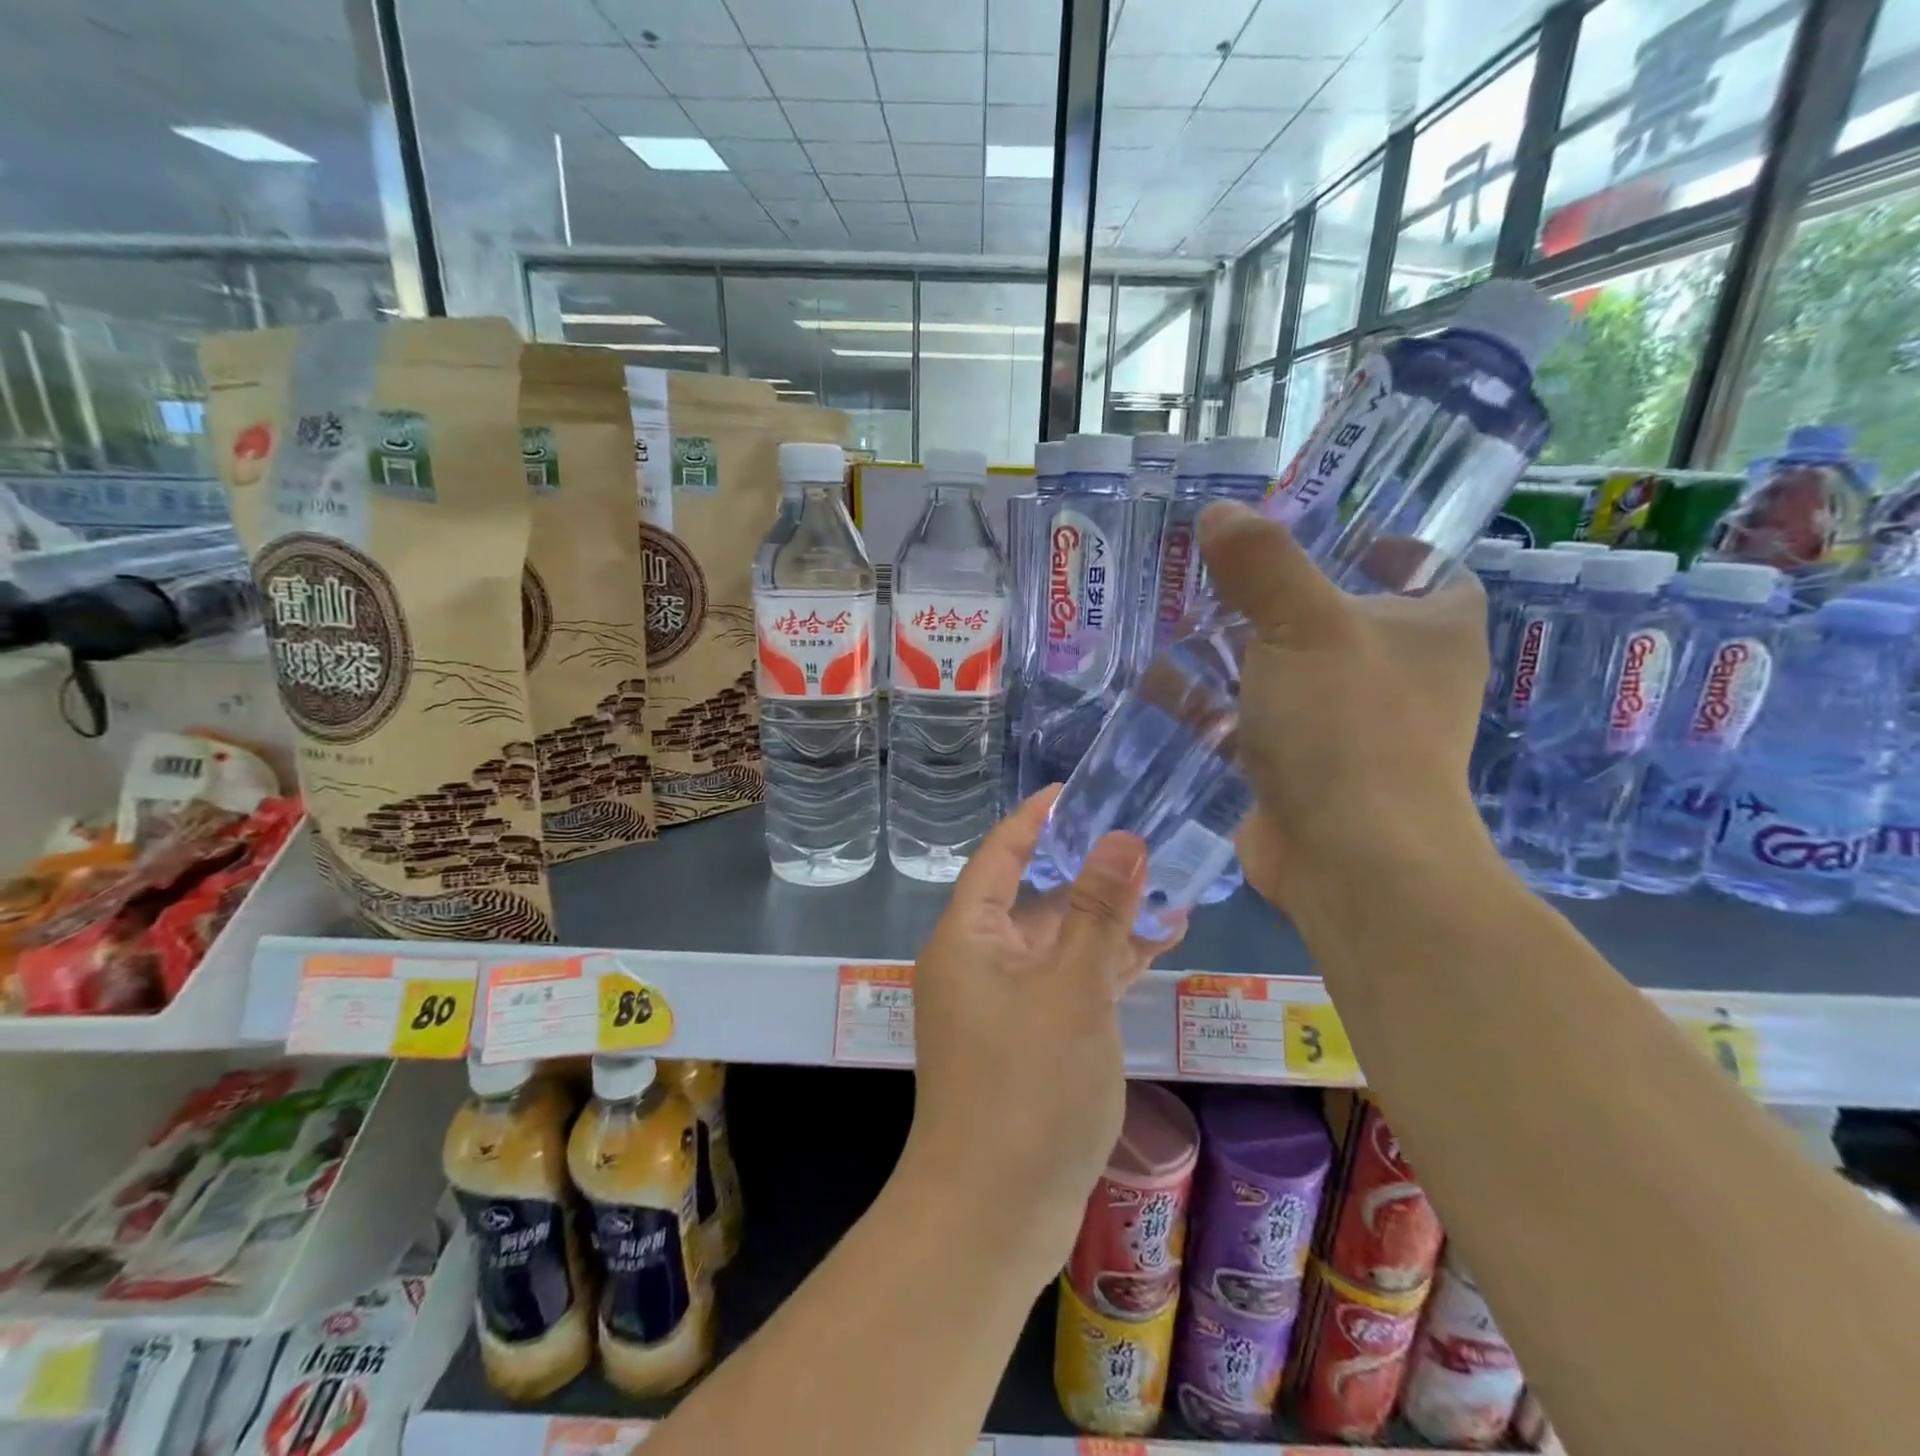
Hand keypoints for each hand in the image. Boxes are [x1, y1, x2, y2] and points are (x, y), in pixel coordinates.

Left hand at [901, 788, 1181, 1290]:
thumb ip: (1097, 911)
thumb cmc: (1028, 1087)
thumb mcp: (1072, 989)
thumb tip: (1122, 838)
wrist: (994, 1214)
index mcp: (969, 936)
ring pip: (1058, 942)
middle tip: (1144, 838)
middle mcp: (979, 961)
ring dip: (1106, 920)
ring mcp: (1003, 1003)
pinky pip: (1067, 982)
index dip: (1036, 819)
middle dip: (1087, 871)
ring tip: (1168, 887)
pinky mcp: (1028, 1039)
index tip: (1077, 790)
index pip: (1000, 855)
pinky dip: (1104, 965)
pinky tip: (1154, 946)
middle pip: (1034, 897)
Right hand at [1196, 501, 1494, 925]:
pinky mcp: (1298, 765)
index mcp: (1431, 628)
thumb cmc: (1349, 726)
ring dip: (1231, 646)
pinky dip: (1209, 700)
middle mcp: (1395, 673)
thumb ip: (1262, 563)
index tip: (1310, 526)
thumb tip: (1219, 513)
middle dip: (1272, 592)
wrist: (1350, 860)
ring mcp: (1345, 724)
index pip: (1418, 564)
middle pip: (1330, 613)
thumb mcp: (1303, 626)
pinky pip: (1248, 717)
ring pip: (1281, 667)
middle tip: (1213, 564)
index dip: (1372, 541)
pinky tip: (1158, 681)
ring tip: (1174, 615)